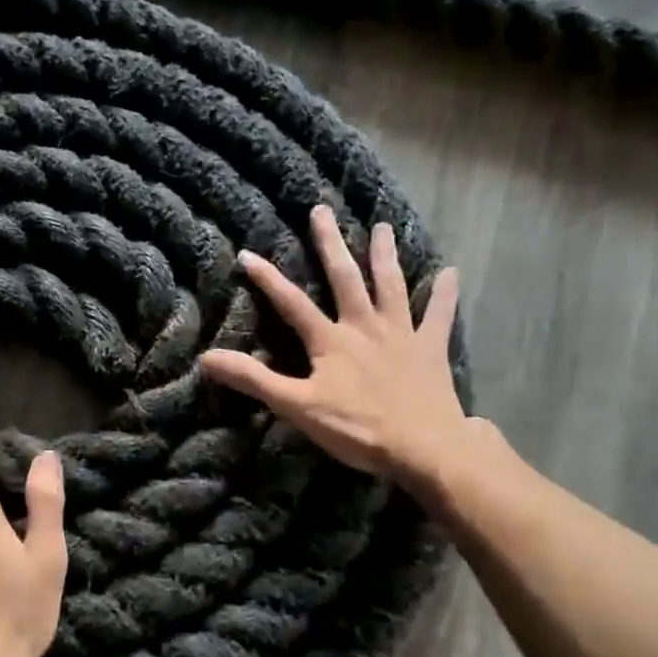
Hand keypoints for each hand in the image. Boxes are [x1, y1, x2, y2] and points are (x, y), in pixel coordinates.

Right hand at [198, 204, 474, 499]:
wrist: (423, 446)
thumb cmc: (356, 428)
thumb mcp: (297, 406)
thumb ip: (254, 380)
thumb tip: (206, 358)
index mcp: (330, 340)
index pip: (292, 303)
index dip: (268, 279)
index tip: (248, 253)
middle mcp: (364, 326)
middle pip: (345, 278)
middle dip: (330, 244)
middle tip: (322, 211)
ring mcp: (400, 334)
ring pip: (390, 286)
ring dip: (384, 255)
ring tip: (382, 226)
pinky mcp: (430, 349)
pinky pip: (438, 315)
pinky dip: (444, 294)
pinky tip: (451, 271)